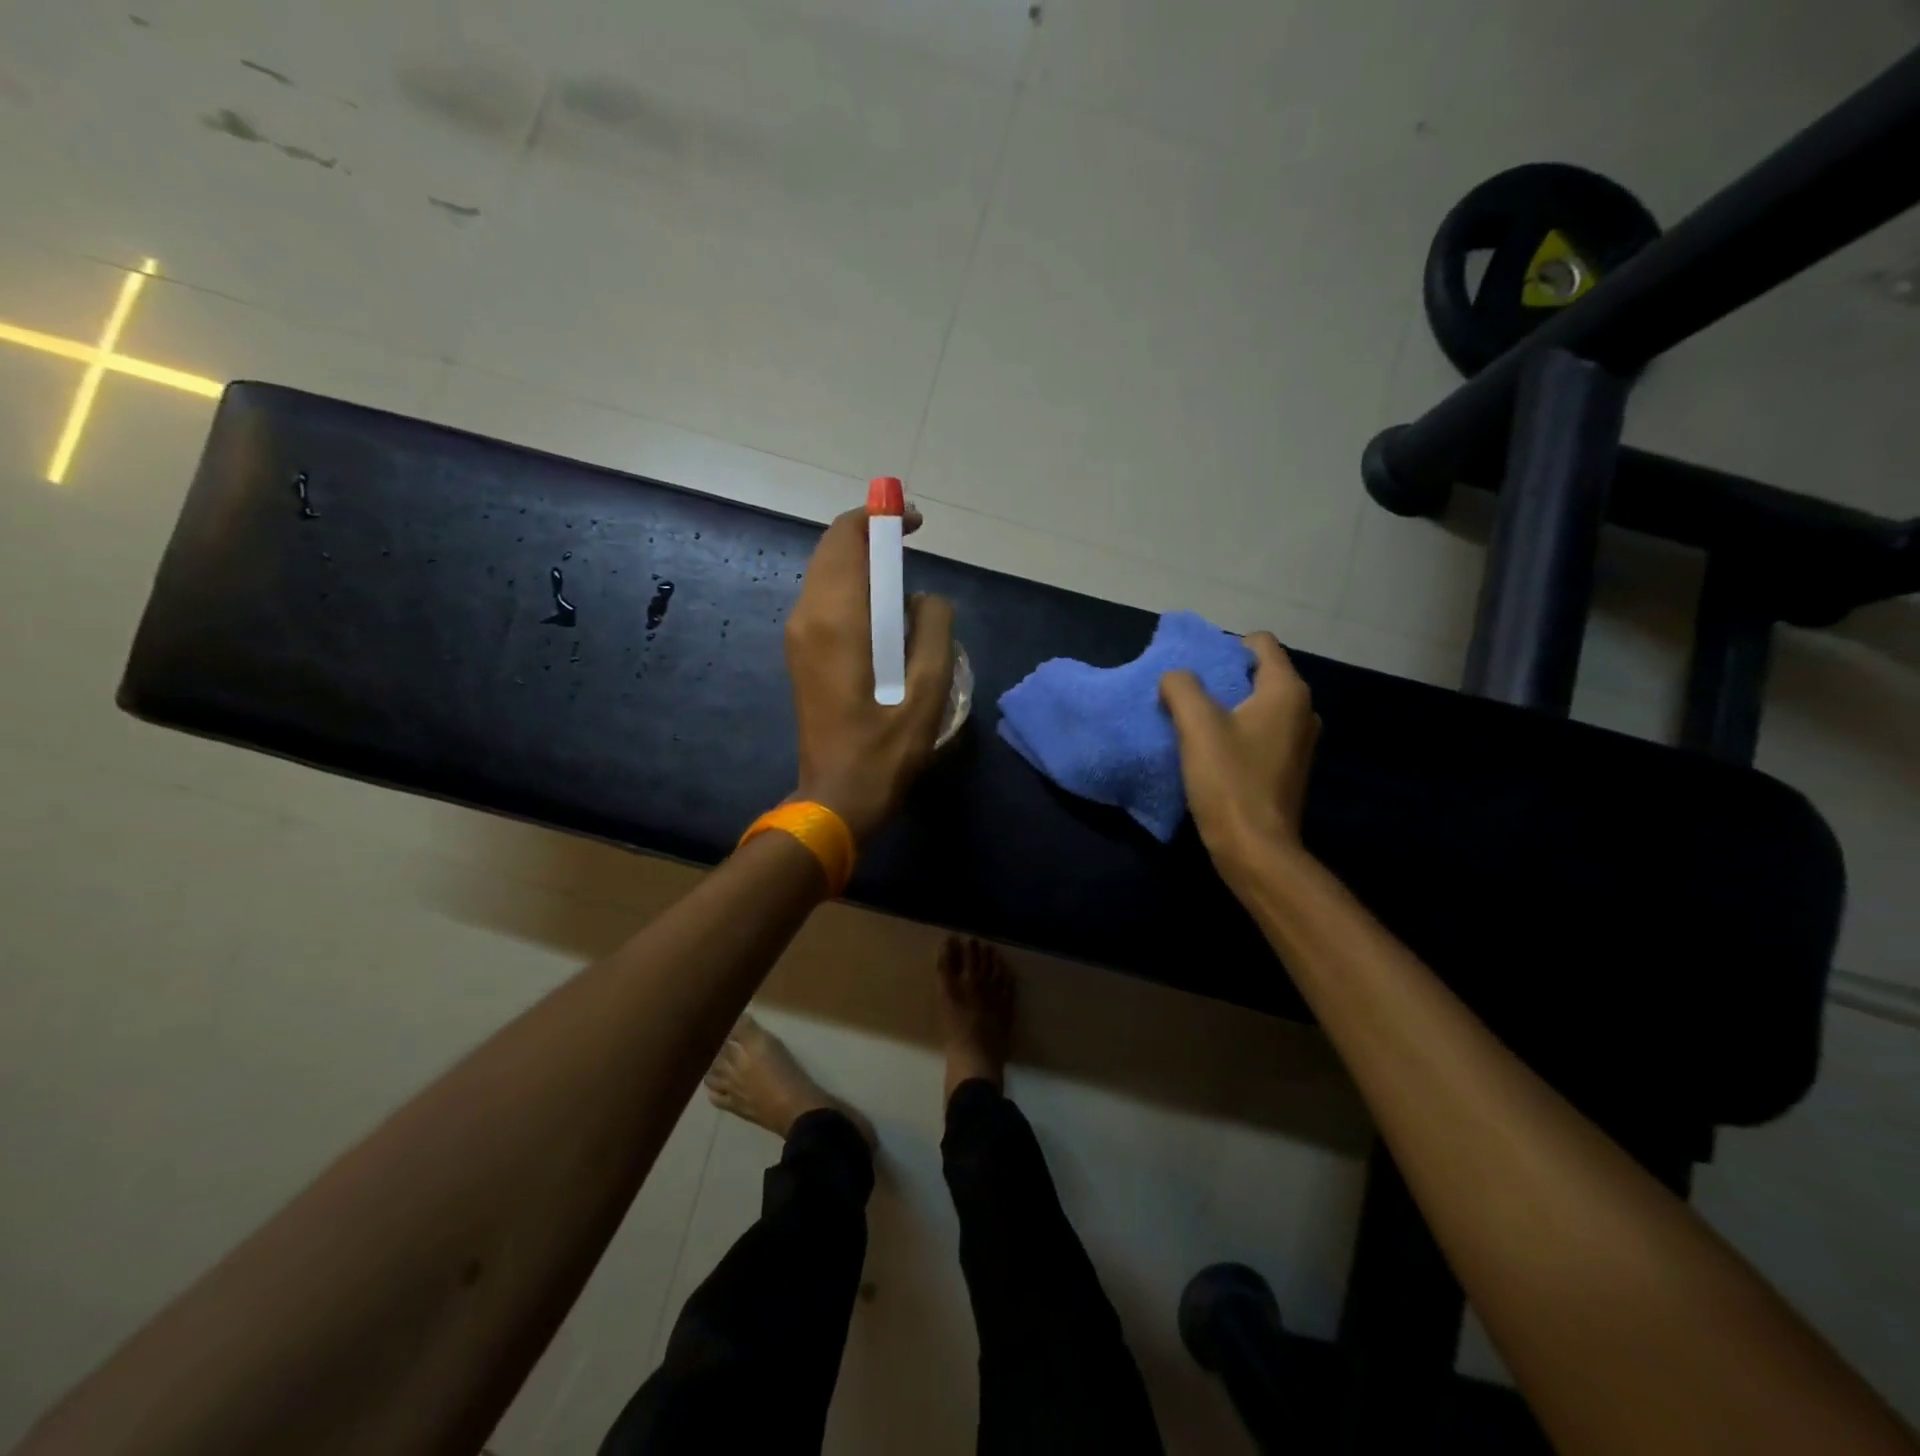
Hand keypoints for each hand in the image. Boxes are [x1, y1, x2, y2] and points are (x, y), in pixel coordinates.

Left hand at [786, 505, 954, 843]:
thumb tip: (925, 599)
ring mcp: (798, 635)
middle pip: (832, 549)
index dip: (879, 518)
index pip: (847, 538)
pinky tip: (883, 614)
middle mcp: (808, 616)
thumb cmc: (885, 749)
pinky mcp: (800, 653)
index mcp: (837, 618)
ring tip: (903, 579)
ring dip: (861, 563)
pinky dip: (852, 588)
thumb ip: (934, 628)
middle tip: (911, 547)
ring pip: (826, 573)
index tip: (913, 523)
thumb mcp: (929, 690)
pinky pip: (824, 599)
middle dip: (870, 536)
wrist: (836, 796)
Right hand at [1160, 633, 1319, 872]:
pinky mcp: (1288, 768)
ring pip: (1258, 706)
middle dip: (1222, 679)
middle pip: (1258, 674)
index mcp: (1286, 692)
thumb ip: (1181, 688)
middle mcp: (1302, 710)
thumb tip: (1175, 677)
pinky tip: (1211, 753)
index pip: (1260, 643)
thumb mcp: (1196, 726)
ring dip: (1227, 709)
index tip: (1194, 669)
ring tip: (1194, 724)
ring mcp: (1299, 742)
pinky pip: (1260, 734)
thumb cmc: (1229, 781)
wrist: (1255, 849)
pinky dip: (1237, 733)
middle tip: (1186, 696)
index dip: (1224, 647)